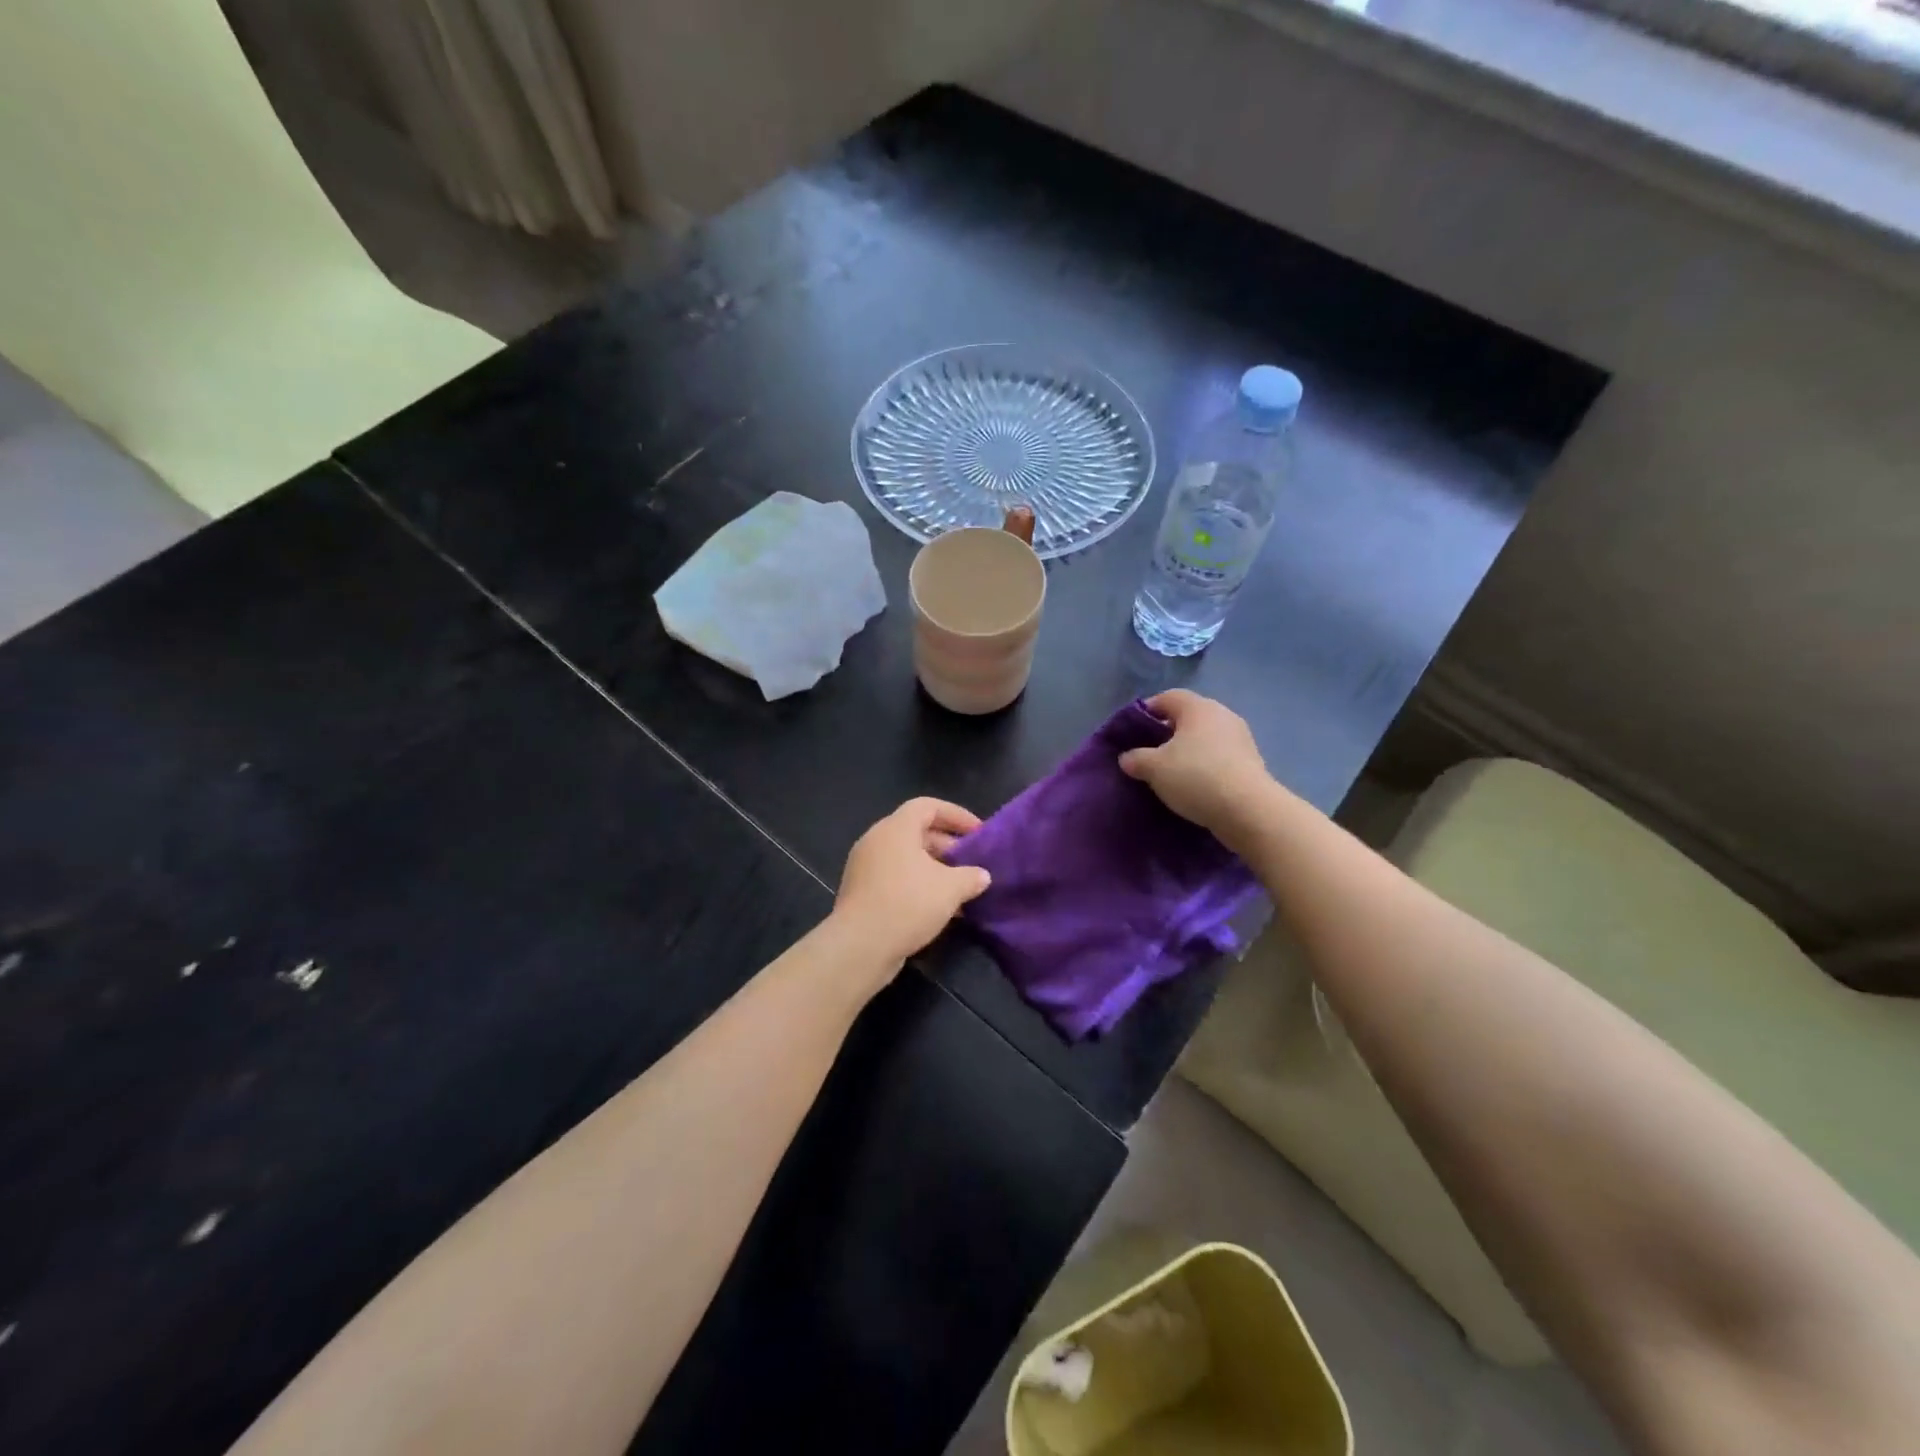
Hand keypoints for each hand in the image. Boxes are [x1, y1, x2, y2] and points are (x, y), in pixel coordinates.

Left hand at [830, 798, 992, 968]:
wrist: (860, 946)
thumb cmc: (907, 904)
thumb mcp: (949, 889)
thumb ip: (970, 877)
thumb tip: (982, 876)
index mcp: (896, 828)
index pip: (928, 806)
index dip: (956, 815)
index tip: (978, 832)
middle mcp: (876, 840)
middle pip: (916, 831)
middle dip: (947, 845)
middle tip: (971, 861)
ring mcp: (865, 866)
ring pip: (906, 857)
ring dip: (934, 868)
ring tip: (959, 886)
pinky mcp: (861, 890)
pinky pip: (895, 876)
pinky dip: (917, 884)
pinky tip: (938, 907)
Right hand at [1119, 690, 1275, 848]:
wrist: (1248, 810)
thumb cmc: (1195, 777)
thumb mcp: (1153, 768)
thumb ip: (1135, 759)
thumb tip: (1127, 758)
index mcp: (1198, 707)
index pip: (1166, 698)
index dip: (1146, 711)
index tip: (1132, 733)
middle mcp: (1222, 715)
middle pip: (1187, 717)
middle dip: (1166, 733)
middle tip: (1149, 754)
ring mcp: (1240, 738)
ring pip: (1204, 738)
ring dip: (1187, 751)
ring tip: (1170, 773)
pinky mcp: (1251, 761)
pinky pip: (1219, 756)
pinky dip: (1204, 766)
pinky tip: (1194, 785)